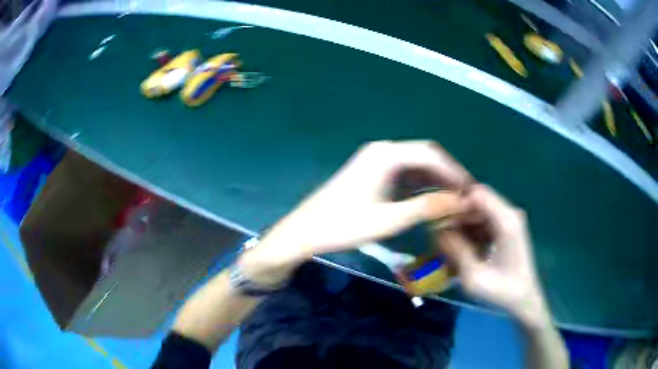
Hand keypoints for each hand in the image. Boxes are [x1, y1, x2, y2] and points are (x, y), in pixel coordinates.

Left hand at [239, 140, 471, 285]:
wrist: (305, 231)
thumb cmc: (343, 226)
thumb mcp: (389, 219)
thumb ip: (427, 207)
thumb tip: (460, 201)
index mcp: (386, 155)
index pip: (431, 155)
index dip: (454, 172)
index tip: (470, 191)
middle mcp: (382, 150)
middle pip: (424, 156)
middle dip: (446, 175)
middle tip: (464, 197)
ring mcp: (375, 160)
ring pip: (414, 164)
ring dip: (434, 180)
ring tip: (451, 200)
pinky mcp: (371, 172)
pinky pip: (403, 172)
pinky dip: (419, 184)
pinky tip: (429, 199)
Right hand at [437, 185, 549, 324]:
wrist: (524, 299)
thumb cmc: (501, 292)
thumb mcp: (473, 277)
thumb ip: (456, 250)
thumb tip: (437, 230)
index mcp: (506, 222)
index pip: (477, 194)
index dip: (456, 203)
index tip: (440, 220)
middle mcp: (510, 214)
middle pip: (478, 199)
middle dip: (458, 214)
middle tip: (442, 235)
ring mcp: (511, 220)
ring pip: (480, 209)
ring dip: (464, 223)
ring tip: (452, 244)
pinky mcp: (509, 227)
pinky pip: (485, 219)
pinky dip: (472, 229)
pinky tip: (466, 247)